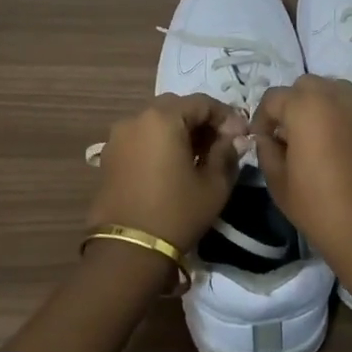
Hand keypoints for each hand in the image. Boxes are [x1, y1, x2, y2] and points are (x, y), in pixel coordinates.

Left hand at [87, 93, 249, 251]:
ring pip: (156, 121)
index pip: (202, 103)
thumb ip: (227, 152)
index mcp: (163, 118)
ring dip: (179, 131)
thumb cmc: (177, 212)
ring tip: (198, 156)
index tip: (241, 135)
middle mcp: (136, 118)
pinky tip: (173, 165)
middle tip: (220, 143)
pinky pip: (141, 137)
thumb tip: (234, 137)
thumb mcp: (214, 184)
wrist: (128, 248)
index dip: (226, 116)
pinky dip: (160, 142)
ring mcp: (118, 136)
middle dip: (201, 121)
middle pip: (176, 107)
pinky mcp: (110, 155)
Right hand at [250, 76, 351, 296]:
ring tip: (316, 138)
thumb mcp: (279, 183)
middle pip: (306, 86)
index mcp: (307, 107)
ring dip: (320, 106)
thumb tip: (269, 137)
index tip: (262, 141)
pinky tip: (342, 149)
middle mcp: (339, 96)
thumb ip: (267, 150)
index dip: (262, 118)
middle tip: (288, 136)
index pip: (274, 97)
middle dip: (292, 105)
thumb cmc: (321, 210)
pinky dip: (344, 118)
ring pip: (336, 91)